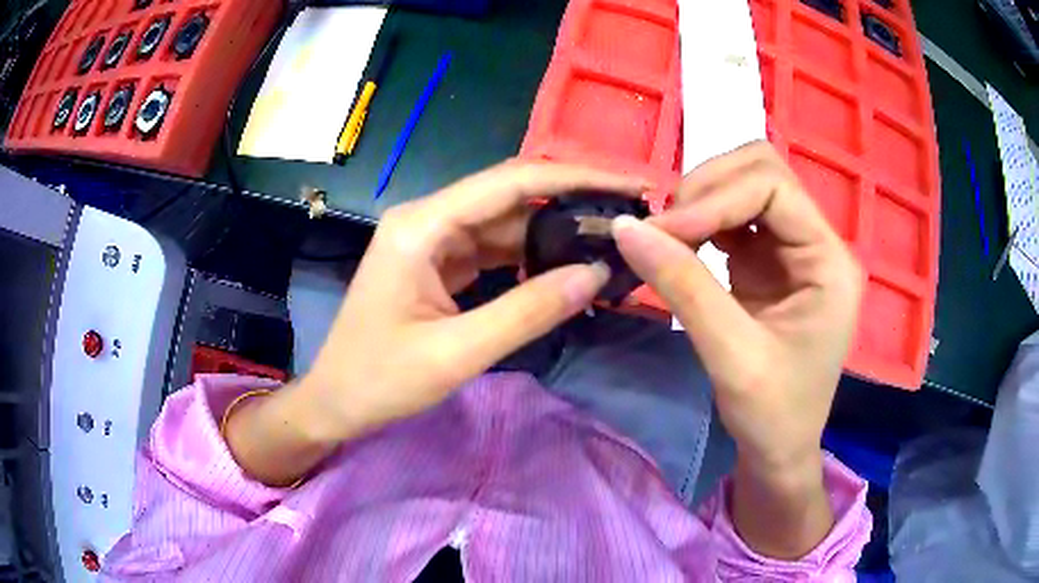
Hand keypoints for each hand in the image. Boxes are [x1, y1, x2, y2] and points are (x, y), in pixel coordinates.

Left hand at [299, 161, 647, 442]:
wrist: (335, 402)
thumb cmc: (380, 380)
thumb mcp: (458, 353)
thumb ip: (530, 310)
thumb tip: (597, 273)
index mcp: (422, 225)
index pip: (511, 182)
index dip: (574, 178)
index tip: (627, 183)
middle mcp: (427, 218)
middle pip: (510, 195)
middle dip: (570, 201)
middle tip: (628, 214)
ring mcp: (431, 239)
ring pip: (504, 222)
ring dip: (553, 232)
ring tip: (606, 241)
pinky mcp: (436, 261)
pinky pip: (492, 248)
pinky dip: (529, 257)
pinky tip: (564, 267)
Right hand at [611, 141, 862, 556]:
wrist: (780, 449)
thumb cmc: (772, 414)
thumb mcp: (731, 356)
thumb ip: (683, 286)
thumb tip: (625, 228)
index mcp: (829, 261)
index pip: (774, 188)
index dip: (717, 197)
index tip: (665, 231)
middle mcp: (817, 243)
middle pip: (762, 171)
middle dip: (709, 188)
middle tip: (666, 228)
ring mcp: (793, 249)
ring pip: (746, 186)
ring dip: (702, 200)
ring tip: (668, 236)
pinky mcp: (769, 261)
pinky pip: (733, 216)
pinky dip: (701, 221)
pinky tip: (681, 245)